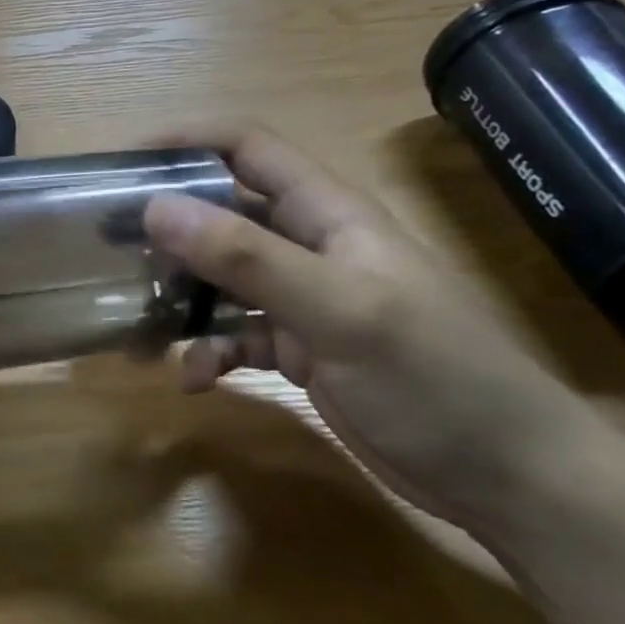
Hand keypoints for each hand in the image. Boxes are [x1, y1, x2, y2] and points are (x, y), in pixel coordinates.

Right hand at [144, 125, 597, 531]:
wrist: (513, 481)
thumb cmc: (436, 378)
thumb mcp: (338, 311)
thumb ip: (246, 257)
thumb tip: (157, 207)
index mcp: (328, 215)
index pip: (249, 149)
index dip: (189, 142)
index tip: (124, 163)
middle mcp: (310, 246)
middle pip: (224, 213)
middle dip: (169, 226)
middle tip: (112, 249)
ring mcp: (304, 300)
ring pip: (222, 278)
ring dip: (181, 297)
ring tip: (139, 325)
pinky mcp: (300, 350)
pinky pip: (236, 336)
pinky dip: (209, 351)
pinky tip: (194, 379)